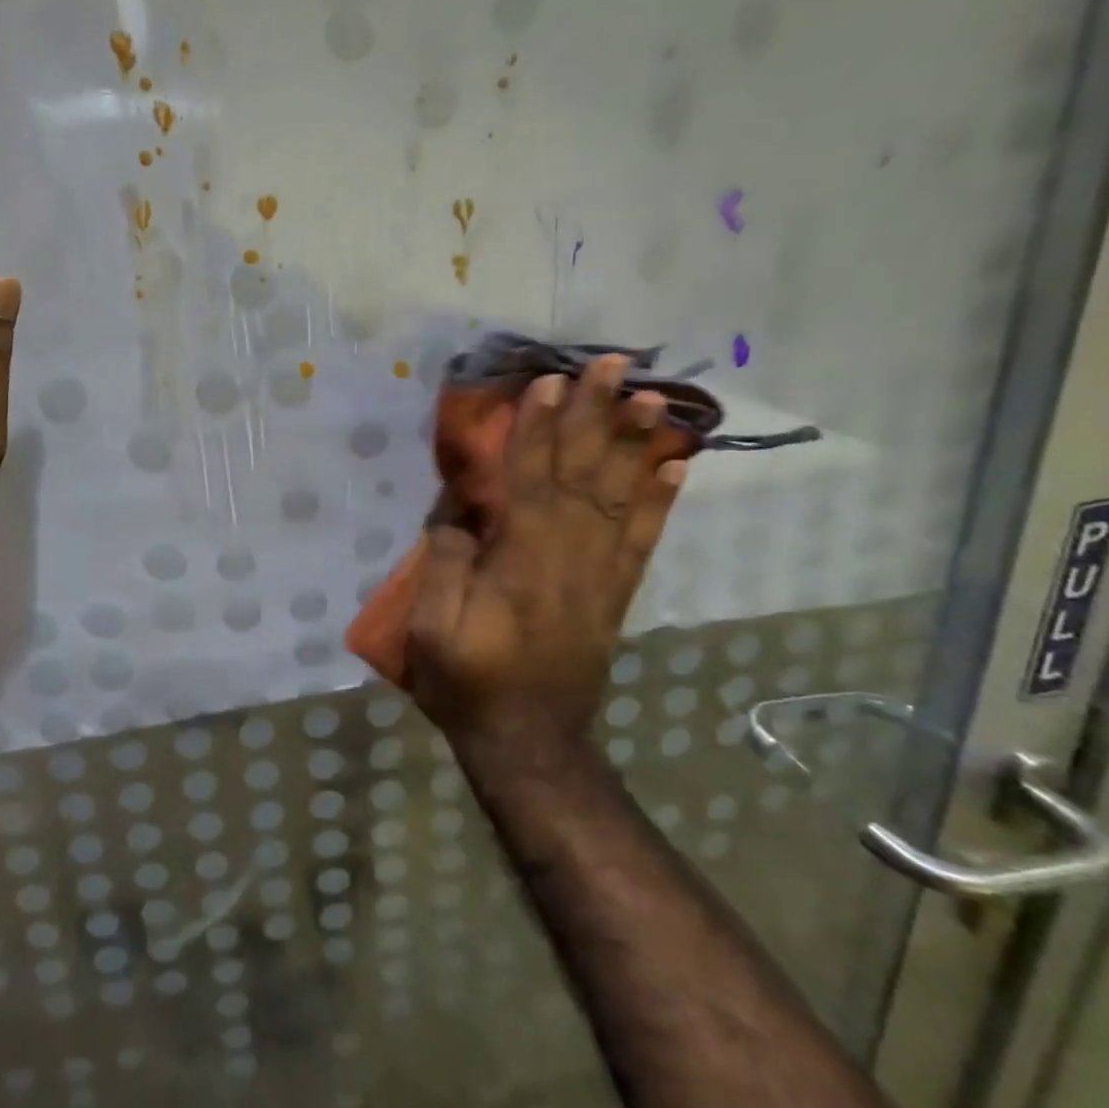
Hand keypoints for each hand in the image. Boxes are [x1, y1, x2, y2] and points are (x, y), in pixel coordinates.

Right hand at [405, 356, 684, 760]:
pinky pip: (644, 539)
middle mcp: (570, 560)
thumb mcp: (432, 629)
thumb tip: (458, 511)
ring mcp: (601, 576)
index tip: (548, 383)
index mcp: (521, 565)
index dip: (538, 431)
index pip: (530, 483)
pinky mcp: (616, 593)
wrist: (528, 742)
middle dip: (596, 417)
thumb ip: (444, 565)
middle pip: (584, 476)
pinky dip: (662, 500)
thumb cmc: (468, 683)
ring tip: (652, 398)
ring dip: (636, 445)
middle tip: (613, 365)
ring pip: (621, 499)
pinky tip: (676, 466)